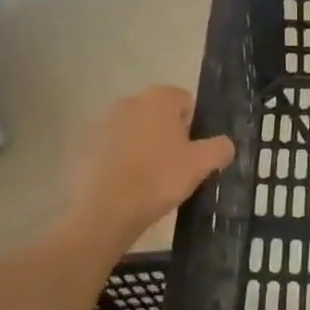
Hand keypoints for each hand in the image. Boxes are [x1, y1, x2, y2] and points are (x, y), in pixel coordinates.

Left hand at [63, 86, 234, 250]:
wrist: (104, 211)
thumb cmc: (158, 179)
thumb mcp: (201, 165)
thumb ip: (220, 148)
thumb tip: (225, 144)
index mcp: (159, 98)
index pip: (186, 103)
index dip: (193, 129)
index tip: (190, 155)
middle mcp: (129, 101)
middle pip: (159, 116)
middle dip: (167, 136)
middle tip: (172, 168)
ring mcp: (102, 122)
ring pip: (135, 132)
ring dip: (143, 148)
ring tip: (147, 180)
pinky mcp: (84, 144)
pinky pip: (112, 148)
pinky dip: (120, 160)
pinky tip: (124, 185)